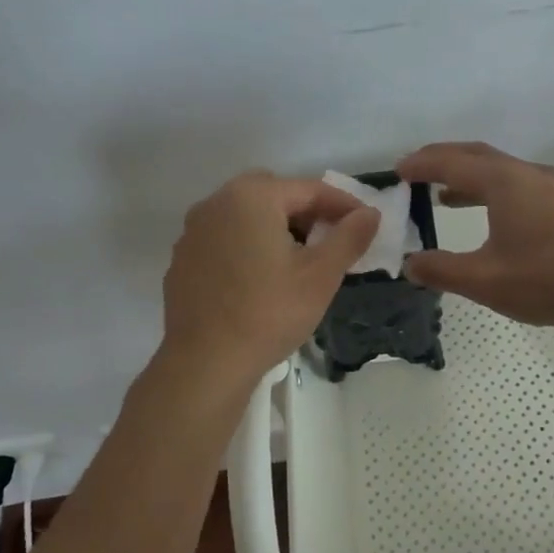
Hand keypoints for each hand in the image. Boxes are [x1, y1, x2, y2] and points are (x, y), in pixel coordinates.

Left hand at [160, 172, 379, 384]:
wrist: (205, 363)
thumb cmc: (270, 313)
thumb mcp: (321, 275)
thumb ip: (350, 237)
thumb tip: (371, 213)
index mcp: (252, 197)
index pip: (309, 189)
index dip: (343, 204)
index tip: (367, 222)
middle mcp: (217, 203)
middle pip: (273, 194)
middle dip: (306, 211)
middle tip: (329, 239)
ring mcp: (194, 231)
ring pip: (245, 214)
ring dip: (275, 226)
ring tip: (297, 260)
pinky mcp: (182, 259)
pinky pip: (224, 238)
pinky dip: (247, 245)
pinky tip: (260, 279)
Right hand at [396, 142, 553, 328]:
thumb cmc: (548, 280)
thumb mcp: (486, 280)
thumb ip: (442, 270)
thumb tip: (410, 264)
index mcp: (504, 182)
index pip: (452, 162)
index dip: (421, 164)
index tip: (397, 170)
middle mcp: (528, 173)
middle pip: (477, 155)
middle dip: (444, 160)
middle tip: (416, 171)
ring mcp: (552, 186)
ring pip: (501, 170)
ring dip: (470, 177)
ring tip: (444, 196)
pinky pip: (519, 184)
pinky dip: (493, 190)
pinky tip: (490, 216)